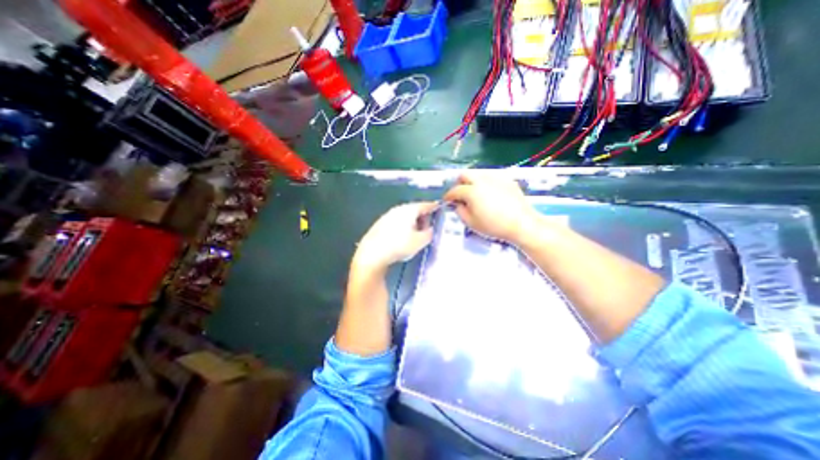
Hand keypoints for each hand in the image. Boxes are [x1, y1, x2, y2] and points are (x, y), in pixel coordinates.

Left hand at [354, 202, 439, 272]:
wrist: (372, 253)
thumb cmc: (399, 245)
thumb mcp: (420, 241)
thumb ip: (429, 233)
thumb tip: (430, 229)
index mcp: (409, 210)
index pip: (425, 205)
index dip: (434, 207)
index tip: (439, 209)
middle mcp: (398, 209)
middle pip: (414, 210)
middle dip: (422, 218)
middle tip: (428, 228)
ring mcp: (387, 216)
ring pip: (404, 216)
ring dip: (412, 223)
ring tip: (415, 235)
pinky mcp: (379, 224)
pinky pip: (396, 222)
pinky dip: (402, 227)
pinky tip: (402, 238)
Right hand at [445, 172, 541, 243]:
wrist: (521, 224)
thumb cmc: (493, 225)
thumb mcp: (471, 223)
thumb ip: (460, 211)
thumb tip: (458, 204)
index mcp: (471, 191)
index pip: (455, 190)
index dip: (448, 196)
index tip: (447, 200)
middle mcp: (482, 180)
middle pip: (465, 175)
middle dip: (459, 183)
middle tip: (460, 194)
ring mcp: (496, 179)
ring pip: (478, 175)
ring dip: (472, 182)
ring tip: (475, 195)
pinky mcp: (507, 181)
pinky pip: (492, 178)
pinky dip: (486, 184)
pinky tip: (491, 195)